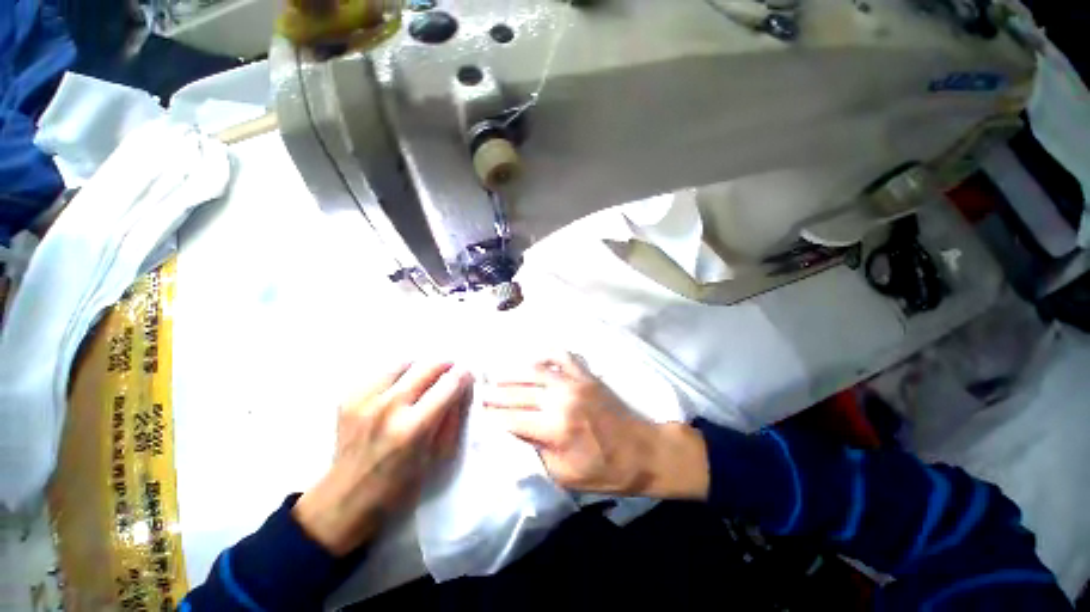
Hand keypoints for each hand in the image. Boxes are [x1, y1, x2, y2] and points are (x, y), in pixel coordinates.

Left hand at [293, 361, 471, 555]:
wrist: (346, 501)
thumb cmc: (400, 486)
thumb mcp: (438, 457)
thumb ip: (455, 417)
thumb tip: (464, 386)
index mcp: (414, 429)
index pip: (449, 384)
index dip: (464, 375)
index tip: (468, 374)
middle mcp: (388, 409)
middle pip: (428, 366)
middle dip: (445, 365)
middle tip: (450, 372)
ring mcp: (364, 401)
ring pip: (404, 363)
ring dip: (420, 368)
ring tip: (424, 380)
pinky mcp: (348, 399)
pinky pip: (381, 373)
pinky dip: (396, 376)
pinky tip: (398, 389)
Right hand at [481, 353, 708, 499]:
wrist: (642, 450)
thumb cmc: (604, 470)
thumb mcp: (564, 475)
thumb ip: (537, 452)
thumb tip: (517, 432)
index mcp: (556, 429)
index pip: (513, 418)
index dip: (494, 415)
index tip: (481, 411)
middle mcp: (562, 399)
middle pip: (520, 392)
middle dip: (498, 393)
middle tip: (483, 393)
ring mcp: (575, 382)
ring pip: (535, 371)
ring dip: (514, 373)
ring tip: (499, 376)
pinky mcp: (586, 375)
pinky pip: (562, 356)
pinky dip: (545, 354)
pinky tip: (533, 357)